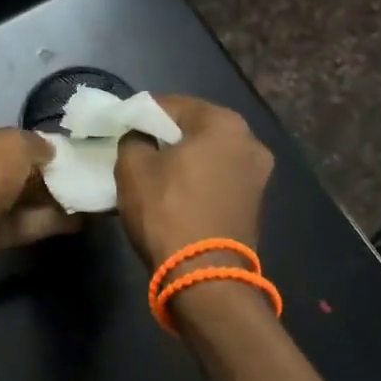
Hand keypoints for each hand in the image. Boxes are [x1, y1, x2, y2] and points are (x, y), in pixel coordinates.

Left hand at [0, 123, 80, 281]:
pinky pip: (11, 228)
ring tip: (83, 201)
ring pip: (8, 202)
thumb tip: (49, 150)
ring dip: (43, 203)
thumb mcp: (13, 144)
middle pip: (0, 172)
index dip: (23, 145)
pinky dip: (38, 224)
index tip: (54, 154)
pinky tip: (73, 224)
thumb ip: (34, 144)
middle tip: (74, 178)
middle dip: (36, 177)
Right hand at [114, 95, 273, 268]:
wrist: (205, 276)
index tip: (121, 125)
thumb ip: (133, 140)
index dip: (142, 113)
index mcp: (224, 123)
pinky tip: (175, 192)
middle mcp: (250, 141)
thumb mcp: (133, 168)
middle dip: (166, 136)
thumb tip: (140, 138)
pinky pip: (219, 179)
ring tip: (153, 172)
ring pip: (209, 155)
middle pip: (196, 128)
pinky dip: (198, 180)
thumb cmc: (167, 211)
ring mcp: (258, 174)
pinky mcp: (255, 203)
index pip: (172, 104)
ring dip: (184, 159)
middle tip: (136, 148)